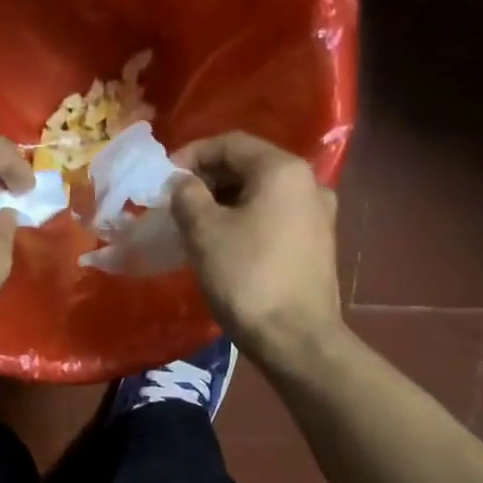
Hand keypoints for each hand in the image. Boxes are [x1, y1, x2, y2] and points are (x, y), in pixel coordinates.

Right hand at [169, 132, 342, 360]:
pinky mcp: (317, 244)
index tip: (164, 178)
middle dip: (208, 180)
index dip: (191, 155)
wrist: (296, 339)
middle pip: (249, 166)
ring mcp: (318, 214)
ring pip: (261, 194)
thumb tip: (181, 182)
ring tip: (194, 224)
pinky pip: (274, 218)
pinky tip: (224, 244)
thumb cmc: (246, 278)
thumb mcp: (204, 232)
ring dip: (225, 202)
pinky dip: (245, 221)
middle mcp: (308, 183)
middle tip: (175, 203)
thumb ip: (186, 196)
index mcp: (282, 170)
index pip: (230, 143)